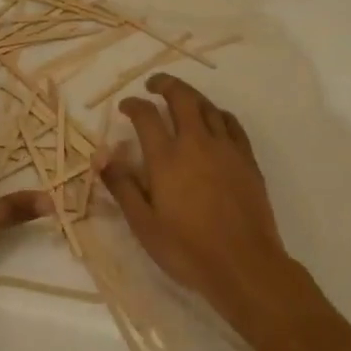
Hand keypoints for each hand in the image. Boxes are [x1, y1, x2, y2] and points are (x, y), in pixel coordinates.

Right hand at [98, 75, 302, 330]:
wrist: (245, 265)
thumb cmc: (188, 249)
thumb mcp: (144, 224)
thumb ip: (123, 186)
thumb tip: (102, 157)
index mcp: (166, 157)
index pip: (146, 116)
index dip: (133, 105)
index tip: (125, 106)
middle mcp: (196, 143)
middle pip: (181, 97)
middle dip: (165, 84)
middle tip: (154, 84)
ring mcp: (225, 148)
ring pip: (207, 106)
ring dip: (191, 96)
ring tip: (181, 98)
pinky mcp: (247, 160)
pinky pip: (232, 124)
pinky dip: (218, 114)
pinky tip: (215, 120)